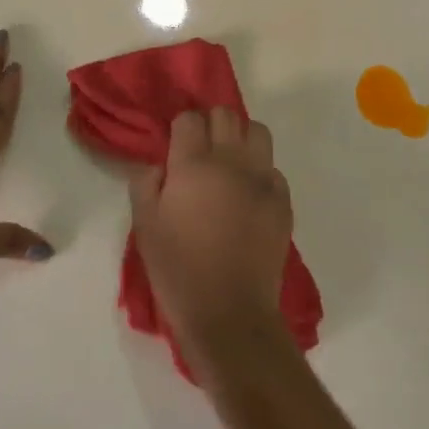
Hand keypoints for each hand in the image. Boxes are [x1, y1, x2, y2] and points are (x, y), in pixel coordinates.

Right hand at [129, 108, 293, 368]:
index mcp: (193, 165)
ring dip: (241, 138)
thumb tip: (157, 165)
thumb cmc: (178, 270)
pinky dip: (260, 174)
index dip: (180, 128)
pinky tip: (248, 197)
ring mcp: (262, 180)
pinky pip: (273, 170)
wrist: (229, 313)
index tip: (175, 147)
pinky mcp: (283, 202)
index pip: (189, 119)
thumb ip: (146, 183)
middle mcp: (232, 162)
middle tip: (200, 151)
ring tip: (229, 164)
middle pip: (225, 114)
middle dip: (210, 124)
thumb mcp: (145, 226)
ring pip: (257, 132)